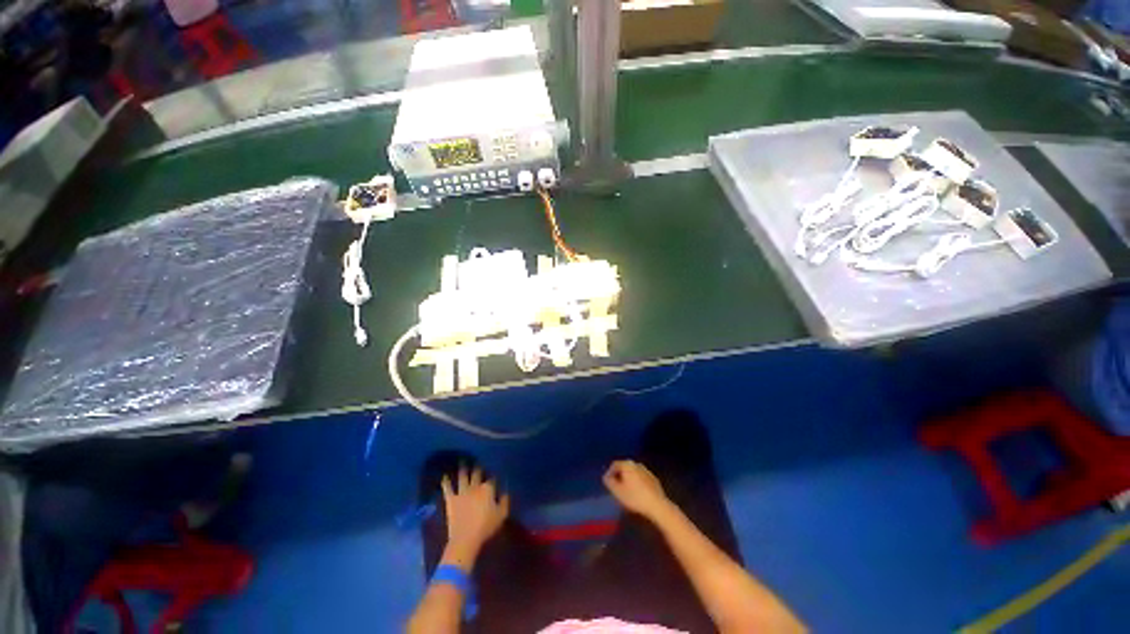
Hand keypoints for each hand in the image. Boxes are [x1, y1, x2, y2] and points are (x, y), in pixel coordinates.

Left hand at [441, 467, 509, 561]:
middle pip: (477, 473)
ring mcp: (462, 492)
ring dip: (463, 468)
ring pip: (463, 476)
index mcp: (488, 489)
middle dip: (478, 467)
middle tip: (478, 461)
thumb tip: (506, 491)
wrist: (465, 538)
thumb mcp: (501, 515)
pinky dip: (446, 481)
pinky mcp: (451, 500)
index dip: (493, 476)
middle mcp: (475, 486)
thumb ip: (505, 501)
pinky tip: (444, 475)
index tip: (494, 473)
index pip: (491, 479)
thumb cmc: (486, 527)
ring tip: (462, 461)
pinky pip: (448, 488)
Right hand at [603, 460, 671, 519]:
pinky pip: (641, 479)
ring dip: (628, 480)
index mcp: (627, 465)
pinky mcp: (653, 479)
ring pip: (633, 473)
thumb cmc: (635, 497)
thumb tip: (606, 477)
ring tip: (626, 491)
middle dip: (619, 476)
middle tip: (616, 487)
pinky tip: (637, 493)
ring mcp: (646, 471)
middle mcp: (637, 464)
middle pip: (624, 468)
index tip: (607, 482)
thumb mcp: (618, 491)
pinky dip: (637, 483)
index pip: (614, 465)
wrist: (657, 505)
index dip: (609, 473)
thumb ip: (609, 482)